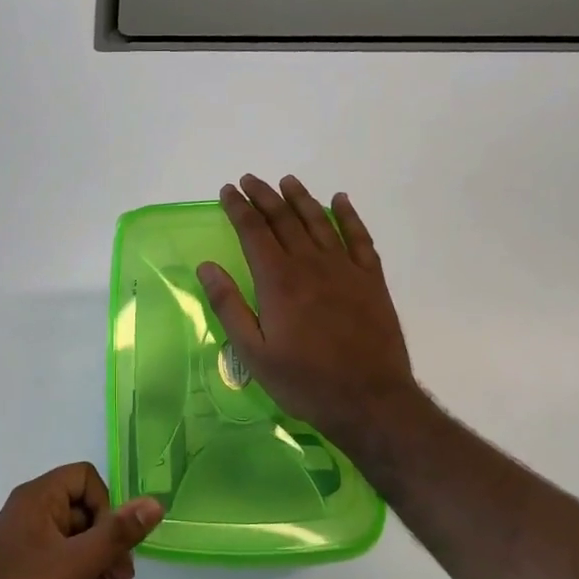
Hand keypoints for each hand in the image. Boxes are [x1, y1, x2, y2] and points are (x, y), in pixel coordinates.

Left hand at [0, 463, 163, 578]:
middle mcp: (29, 512)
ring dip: (102, 561)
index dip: (106, 506)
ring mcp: (24, 541)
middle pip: (85, 509)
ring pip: (77, 537)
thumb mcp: (75, 564)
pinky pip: (62, 558)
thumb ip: (116, 534)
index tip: (112, 541)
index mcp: (37, 498)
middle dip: (111, 542)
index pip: (85, 477)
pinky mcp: (22, 569)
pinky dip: (84, 573)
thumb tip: (154, 503)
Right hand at [197, 175, 418, 449]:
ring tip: (286, 181)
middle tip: (250, 180)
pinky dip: (348, 216)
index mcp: (278, 280)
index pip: (254, 232)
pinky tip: (339, 201)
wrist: (369, 399)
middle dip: (264, 196)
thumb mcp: (254, 353)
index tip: (227, 190)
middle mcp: (310, 264)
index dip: (239, 208)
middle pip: (284, 219)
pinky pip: (359, 237)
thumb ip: (229, 306)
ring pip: (319, 221)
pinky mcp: (371, 279)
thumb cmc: (304, 381)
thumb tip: (207, 266)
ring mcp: (345, 269)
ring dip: (300, 198)